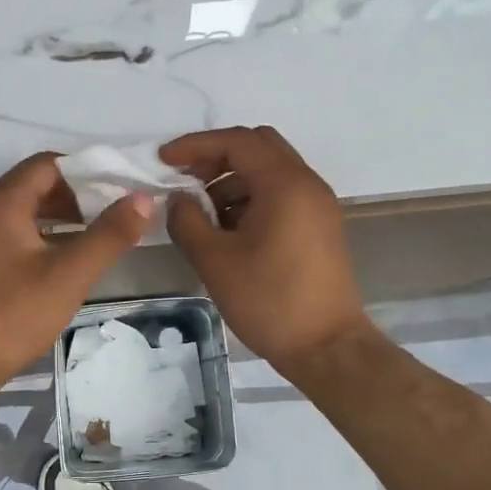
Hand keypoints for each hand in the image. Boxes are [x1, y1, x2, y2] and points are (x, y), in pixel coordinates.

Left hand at [0, 153, 153, 392]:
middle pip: (35, 183)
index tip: (120, 185)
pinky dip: (42, 233)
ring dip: (61, 214)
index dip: (87, 169)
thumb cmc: (14, 314)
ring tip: (98, 232)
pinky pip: (12, 230)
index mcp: (1, 202)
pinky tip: (66, 256)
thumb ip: (109, 234)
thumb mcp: (70, 274)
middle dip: (77, 193)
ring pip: (24, 208)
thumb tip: (142, 199)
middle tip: (114, 210)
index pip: (48, 164)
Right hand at [161, 127, 372, 375]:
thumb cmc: (269, 301)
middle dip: (216, 157)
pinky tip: (228, 230)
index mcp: (285, 184)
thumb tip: (179, 199)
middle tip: (186, 181)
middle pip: (258, 146)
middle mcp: (307, 184)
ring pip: (270, 170)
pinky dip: (251, 198)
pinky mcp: (319, 226)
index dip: (196, 146)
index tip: (163, 162)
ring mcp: (317, 205)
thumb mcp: (214, 261)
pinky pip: (281, 194)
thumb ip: (187, 221)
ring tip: (202, 214)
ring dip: (232, 180)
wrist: (326, 348)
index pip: (237, 142)